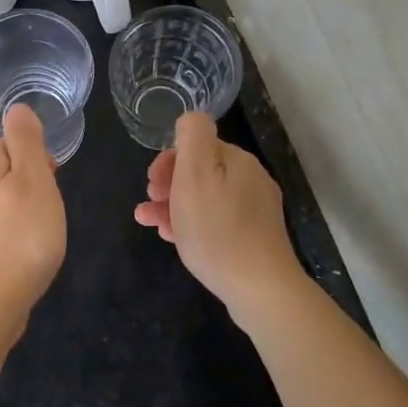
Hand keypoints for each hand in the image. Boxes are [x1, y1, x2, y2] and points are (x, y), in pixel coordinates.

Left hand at [0, 103, 65, 338]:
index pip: (5, 141)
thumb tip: (17, 108)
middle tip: (47, 206)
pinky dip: (10, 228)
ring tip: (39, 229)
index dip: (33, 156)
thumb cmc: (20, 234)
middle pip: (0, 166)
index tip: (51, 180)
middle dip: (26, 179)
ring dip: (19, 205)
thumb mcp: (34, 177)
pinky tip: (23, 248)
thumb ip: (26, 139)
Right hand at [134, 112, 305, 325]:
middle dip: (168, 185)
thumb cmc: (217, 229)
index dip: (168, 161)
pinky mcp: (254, 237)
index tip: (151, 184)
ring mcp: (255, 210)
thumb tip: (191, 118)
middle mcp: (250, 179)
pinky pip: (216, 221)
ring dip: (174, 206)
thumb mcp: (195, 174)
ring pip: (205, 199)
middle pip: (200, 172)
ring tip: (150, 223)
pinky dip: (192, 224)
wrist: (259, 288)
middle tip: (148, 206)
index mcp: (236, 160)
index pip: (196, 146)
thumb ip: (192, 136)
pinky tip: (174, 238)